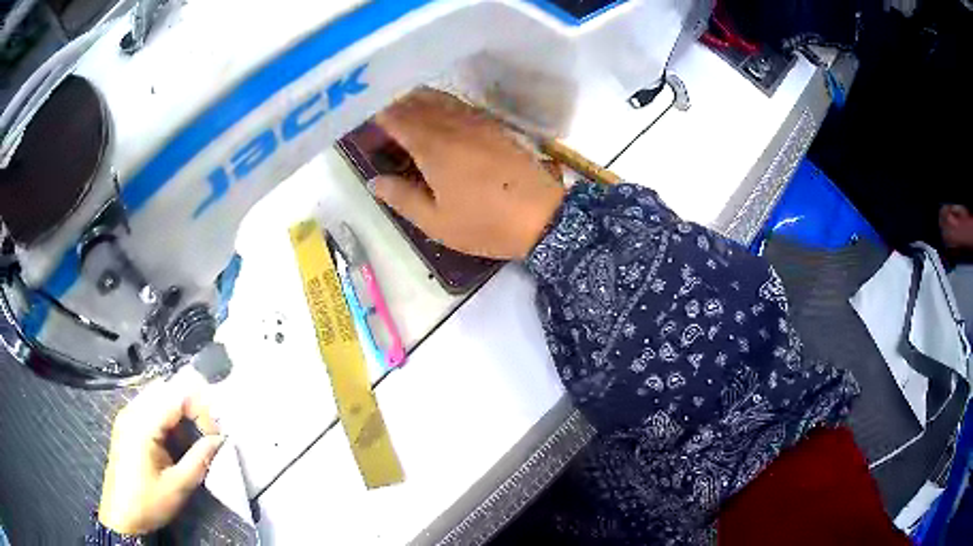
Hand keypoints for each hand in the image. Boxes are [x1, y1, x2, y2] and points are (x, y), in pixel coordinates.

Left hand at [98, 374, 223, 534]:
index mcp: (142, 423)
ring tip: (194, 437)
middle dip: (192, 405)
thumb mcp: (178, 486)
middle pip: (166, 388)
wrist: (121, 515)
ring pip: (158, 395)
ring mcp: (127, 416)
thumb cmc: (148, 502)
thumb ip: (199, 459)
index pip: (177, 395)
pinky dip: (168, 416)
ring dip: (180, 411)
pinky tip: (175, 440)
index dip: (201, 409)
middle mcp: (132, 411)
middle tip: (208, 431)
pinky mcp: (126, 424)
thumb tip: (219, 440)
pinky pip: (150, 407)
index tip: (216, 435)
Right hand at [373, 88, 565, 259]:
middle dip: (393, 106)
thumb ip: (401, 198)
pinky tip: (438, 120)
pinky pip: (459, 105)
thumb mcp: (436, 222)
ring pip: (438, 98)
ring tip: (403, 115)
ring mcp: (476, 121)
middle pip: (415, 101)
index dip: (376, 117)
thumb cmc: (485, 223)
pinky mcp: (494, 125)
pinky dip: (440, 105)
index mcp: (432, 146)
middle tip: (380, 121)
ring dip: (416, 101)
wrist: (544, 216)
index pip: (395, 117)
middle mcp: (452, 124)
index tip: (363, 124)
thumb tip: (374, 181)